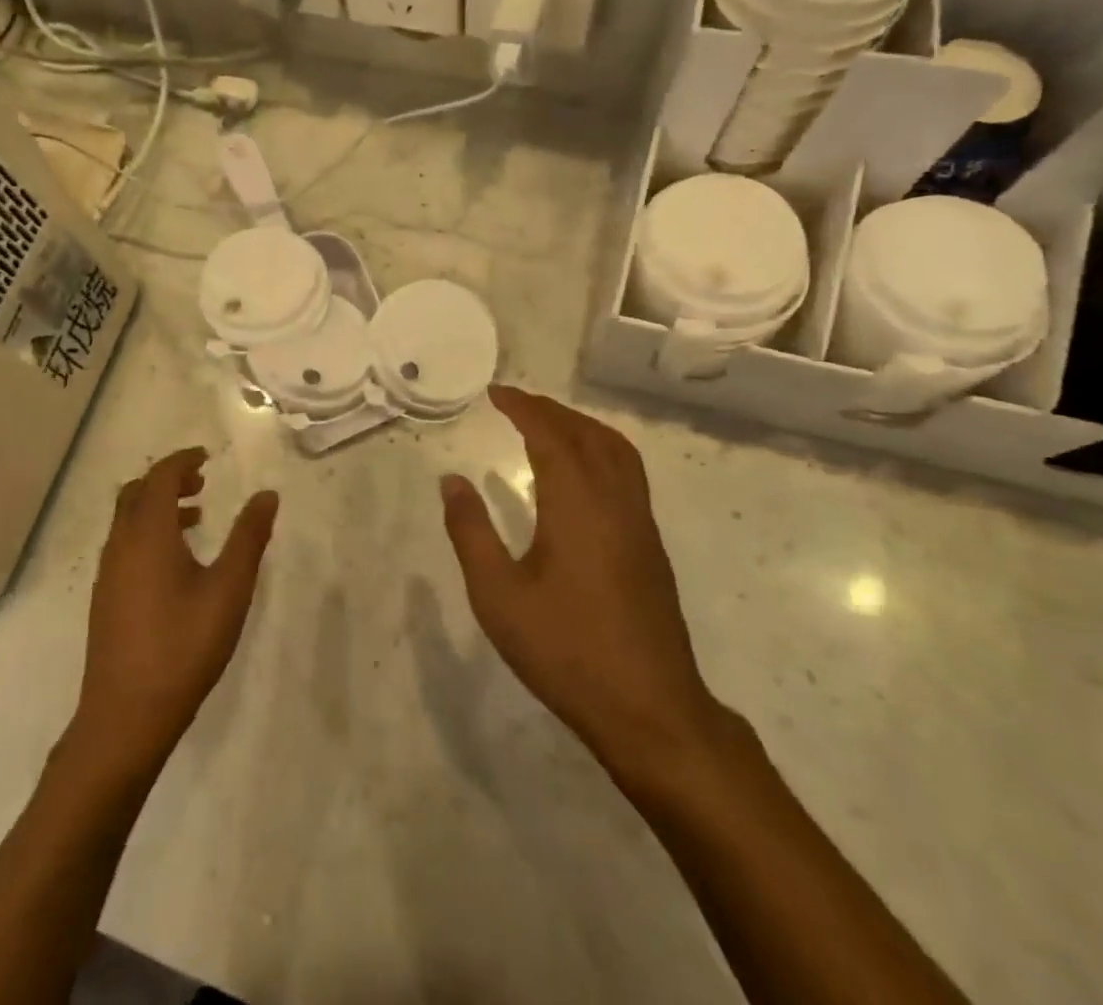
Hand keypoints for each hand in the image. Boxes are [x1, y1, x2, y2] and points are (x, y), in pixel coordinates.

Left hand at [74, 448, 277, 773]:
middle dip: (167, 480)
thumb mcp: (229, 589)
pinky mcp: (105, 599)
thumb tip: (267, 495)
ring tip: (196, 518)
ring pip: (127, 521)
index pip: (159, 477)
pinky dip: (148, 534)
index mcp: (147, 534)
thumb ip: (249, 538)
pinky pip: (124, 546)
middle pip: (136, 493)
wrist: (126, 716)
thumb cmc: (183, 646)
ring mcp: (107, 574)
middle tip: (201, 482)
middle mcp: (120, 545)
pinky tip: (176, 565)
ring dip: (158, 508)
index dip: (182, 460)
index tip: (207, 457)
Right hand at [440, 387, 725, 778]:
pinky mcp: (650, 546)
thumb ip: (471, 532)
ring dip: (581, 426)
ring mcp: (639, 523)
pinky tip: (580, 475)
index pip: (551, 434)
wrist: (650, 710)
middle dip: (551, 410)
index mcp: (577, 504)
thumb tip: (452, 480)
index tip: (496, 393)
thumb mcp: (498, 595)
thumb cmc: (565, 650)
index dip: (523, 407)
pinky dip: (600, 450)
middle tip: (515, 403)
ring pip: (616, 451)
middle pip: (587, 434)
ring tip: (547, 425)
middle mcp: (615, 501)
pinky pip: (627, 473)